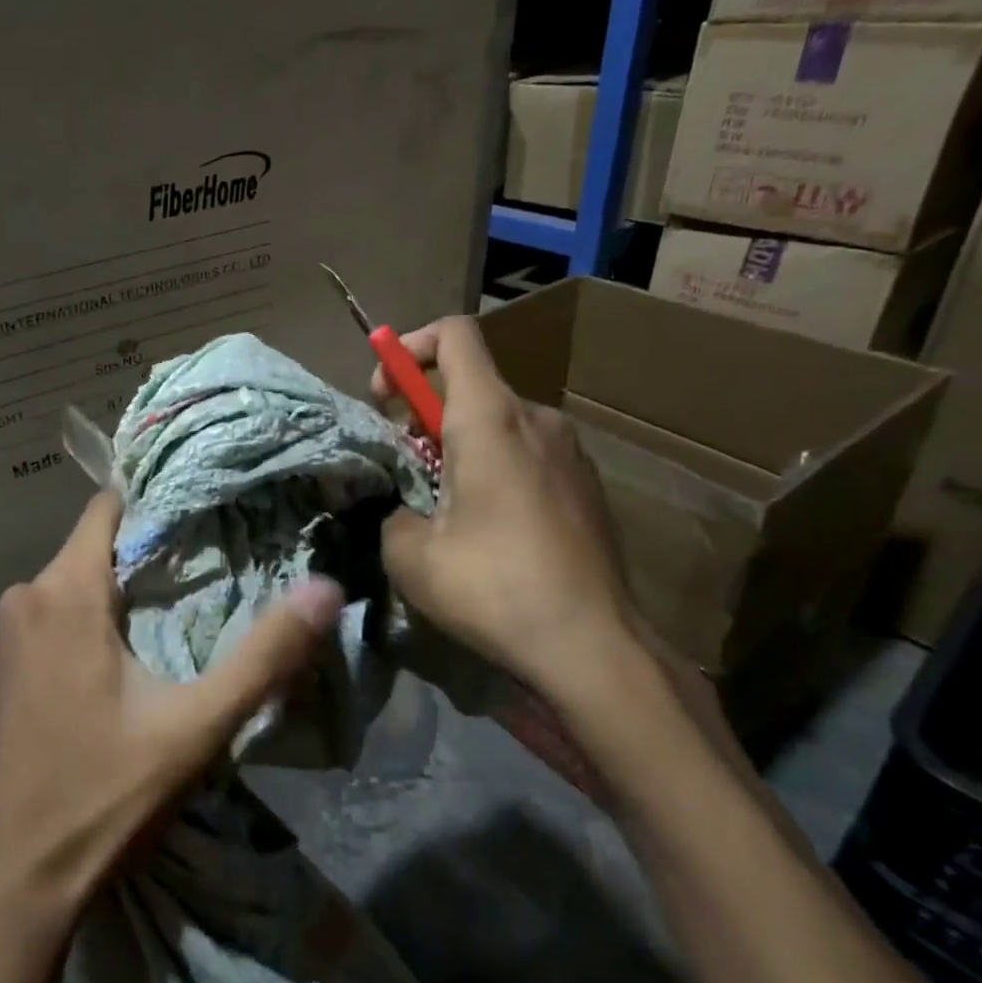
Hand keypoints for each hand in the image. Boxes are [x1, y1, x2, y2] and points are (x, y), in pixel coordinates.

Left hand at [0, 489, 345, 933]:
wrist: (7, 887)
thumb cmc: (103, 796)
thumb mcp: (196, 727)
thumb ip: (265, 655)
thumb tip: (327, 588)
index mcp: (63, 593)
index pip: (106, 508)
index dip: (151, 507)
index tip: (194, 522)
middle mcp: (17, 600)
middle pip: (87, 553)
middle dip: (135, 564)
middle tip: (188, 590)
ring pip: (60, 591)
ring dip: (101, 603)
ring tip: (149, 637)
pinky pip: (34, 628)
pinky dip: (65, 635)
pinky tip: (91, 682)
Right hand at [373, 317, 639, 714]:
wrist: (595, 647)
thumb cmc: (495, 589)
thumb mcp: (409, 555)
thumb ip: (392, 511)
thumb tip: (404, 509)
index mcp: (491, 419)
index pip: (454, 335)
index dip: (410, 348)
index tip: (386, 395)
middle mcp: (537, 419)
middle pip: (472, 385)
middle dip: (426, 414)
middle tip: (407, 470)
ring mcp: (571, 451)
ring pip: (500, 424)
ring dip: (462, 447)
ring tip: (448, 510)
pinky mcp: (588, 485)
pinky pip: (529, 454)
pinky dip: (498, 470)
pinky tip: (494, 533)